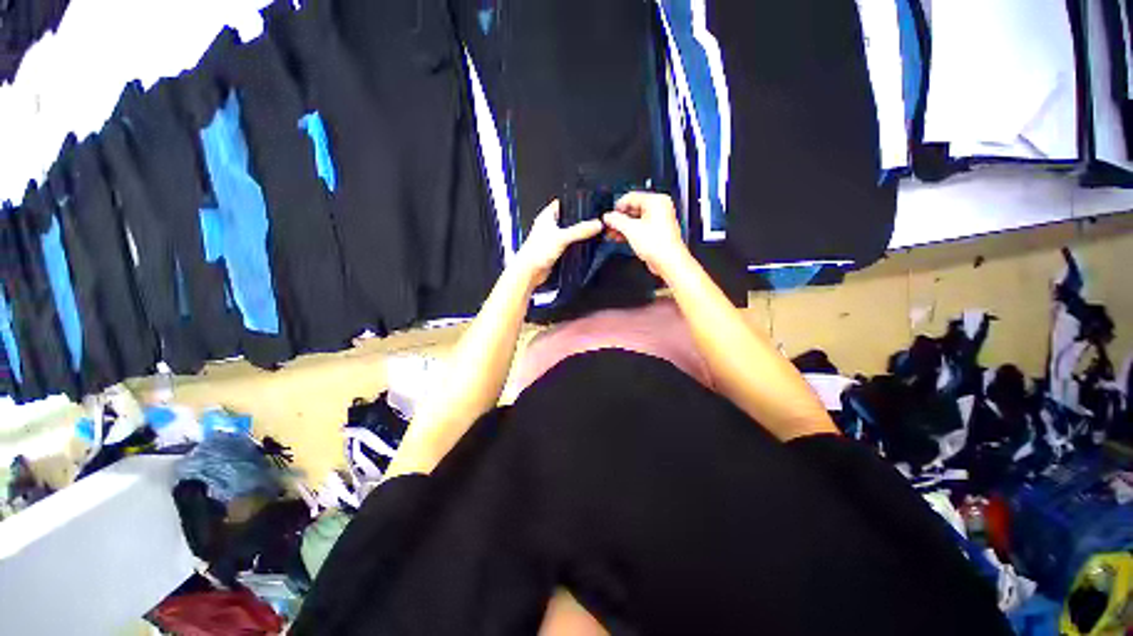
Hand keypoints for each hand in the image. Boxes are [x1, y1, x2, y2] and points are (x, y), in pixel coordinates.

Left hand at [515, 199, 603, 287]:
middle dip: (579, 221)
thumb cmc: (535, 252)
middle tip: (592, 221)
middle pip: (568, 220)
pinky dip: (575, 247)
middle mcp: (548, 227)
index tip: (587, 205)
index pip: (562, 204)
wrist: (529, 272)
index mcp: (546, 217)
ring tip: (590, 234)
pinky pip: (568, 246)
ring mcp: (552, 240)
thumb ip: (580, 230)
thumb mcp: (562, 237)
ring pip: (568, 234)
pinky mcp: (555, 251)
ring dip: (577, 235)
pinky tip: (583, 248)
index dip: (574, 203)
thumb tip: (596, 224)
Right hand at [602, 192, 688, 277]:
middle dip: (619, 219)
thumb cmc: (659, 245)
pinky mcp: (657, 232)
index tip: (609, 216)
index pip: (631, 197)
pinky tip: (621, 237)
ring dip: (623, 226)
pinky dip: (631, 232)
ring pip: (636, 219)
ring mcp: (659, 220)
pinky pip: (641, 227)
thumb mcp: (631, 230)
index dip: (617, 207)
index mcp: (656, 201)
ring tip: (612, 233)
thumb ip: (616, 221)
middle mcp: (660, 208)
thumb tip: (608, 217)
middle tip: (609, 225)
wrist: (668, 261)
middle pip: (633, 208)